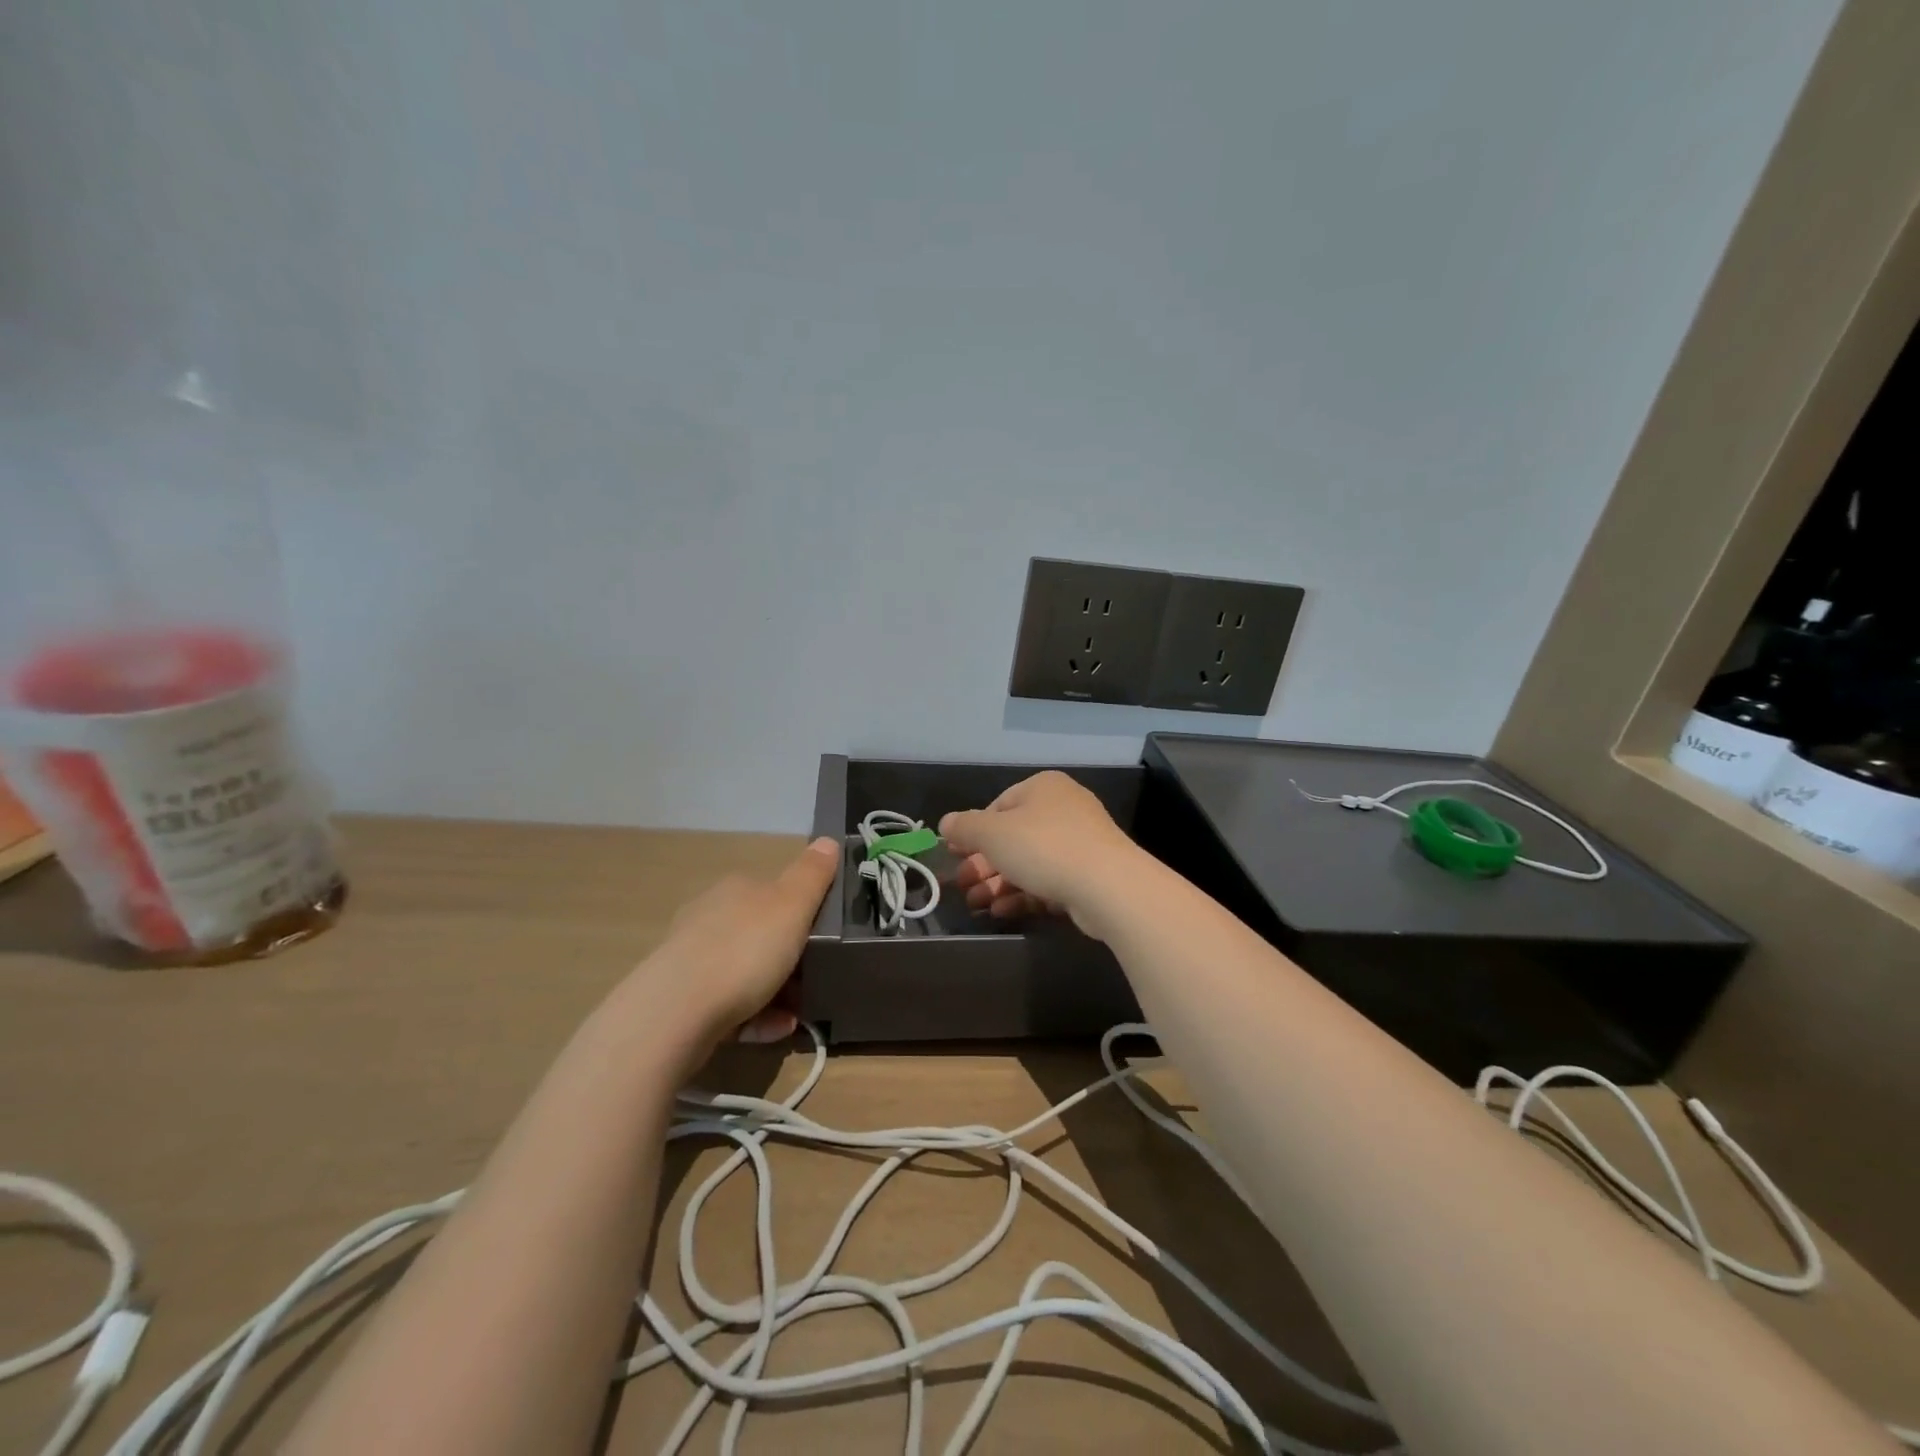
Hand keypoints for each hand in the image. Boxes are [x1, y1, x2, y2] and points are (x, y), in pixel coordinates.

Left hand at [618, 837, 838, 1055]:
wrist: (676, 1013)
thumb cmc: (743, 950)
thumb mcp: (792, 906)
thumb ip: (812, 875)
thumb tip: (828, 841)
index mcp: (735, 890)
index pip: (773, 891)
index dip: (800, 911)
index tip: (823, 936)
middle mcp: (709, 918)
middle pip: (758, 933)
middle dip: (788, 956)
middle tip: (815, 976)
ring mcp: (692, 960)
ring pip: (745, 972)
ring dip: (777, 991)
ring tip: (800, 1011)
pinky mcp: (682, 1001)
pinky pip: (731, 1006)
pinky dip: (757, 1016)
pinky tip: (777, 1029)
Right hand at [939, 771, 1144, 938]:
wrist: (1107, 885)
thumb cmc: (1043, 847)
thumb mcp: (992, 833)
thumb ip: (965, 827)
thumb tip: (946, 823)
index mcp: (1043, 788)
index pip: (998, 805)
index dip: (973, 832)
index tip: (955, 855)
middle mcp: (1064, 809)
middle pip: (1013, 837)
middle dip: (983, 864)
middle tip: (962, 885)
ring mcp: (1080, 843)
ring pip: (1029, 862)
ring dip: (998, 883)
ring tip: (975, 905)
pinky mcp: (1089, 875)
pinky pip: (1048, 881)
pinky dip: (1022, 894)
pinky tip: (1000, 911)